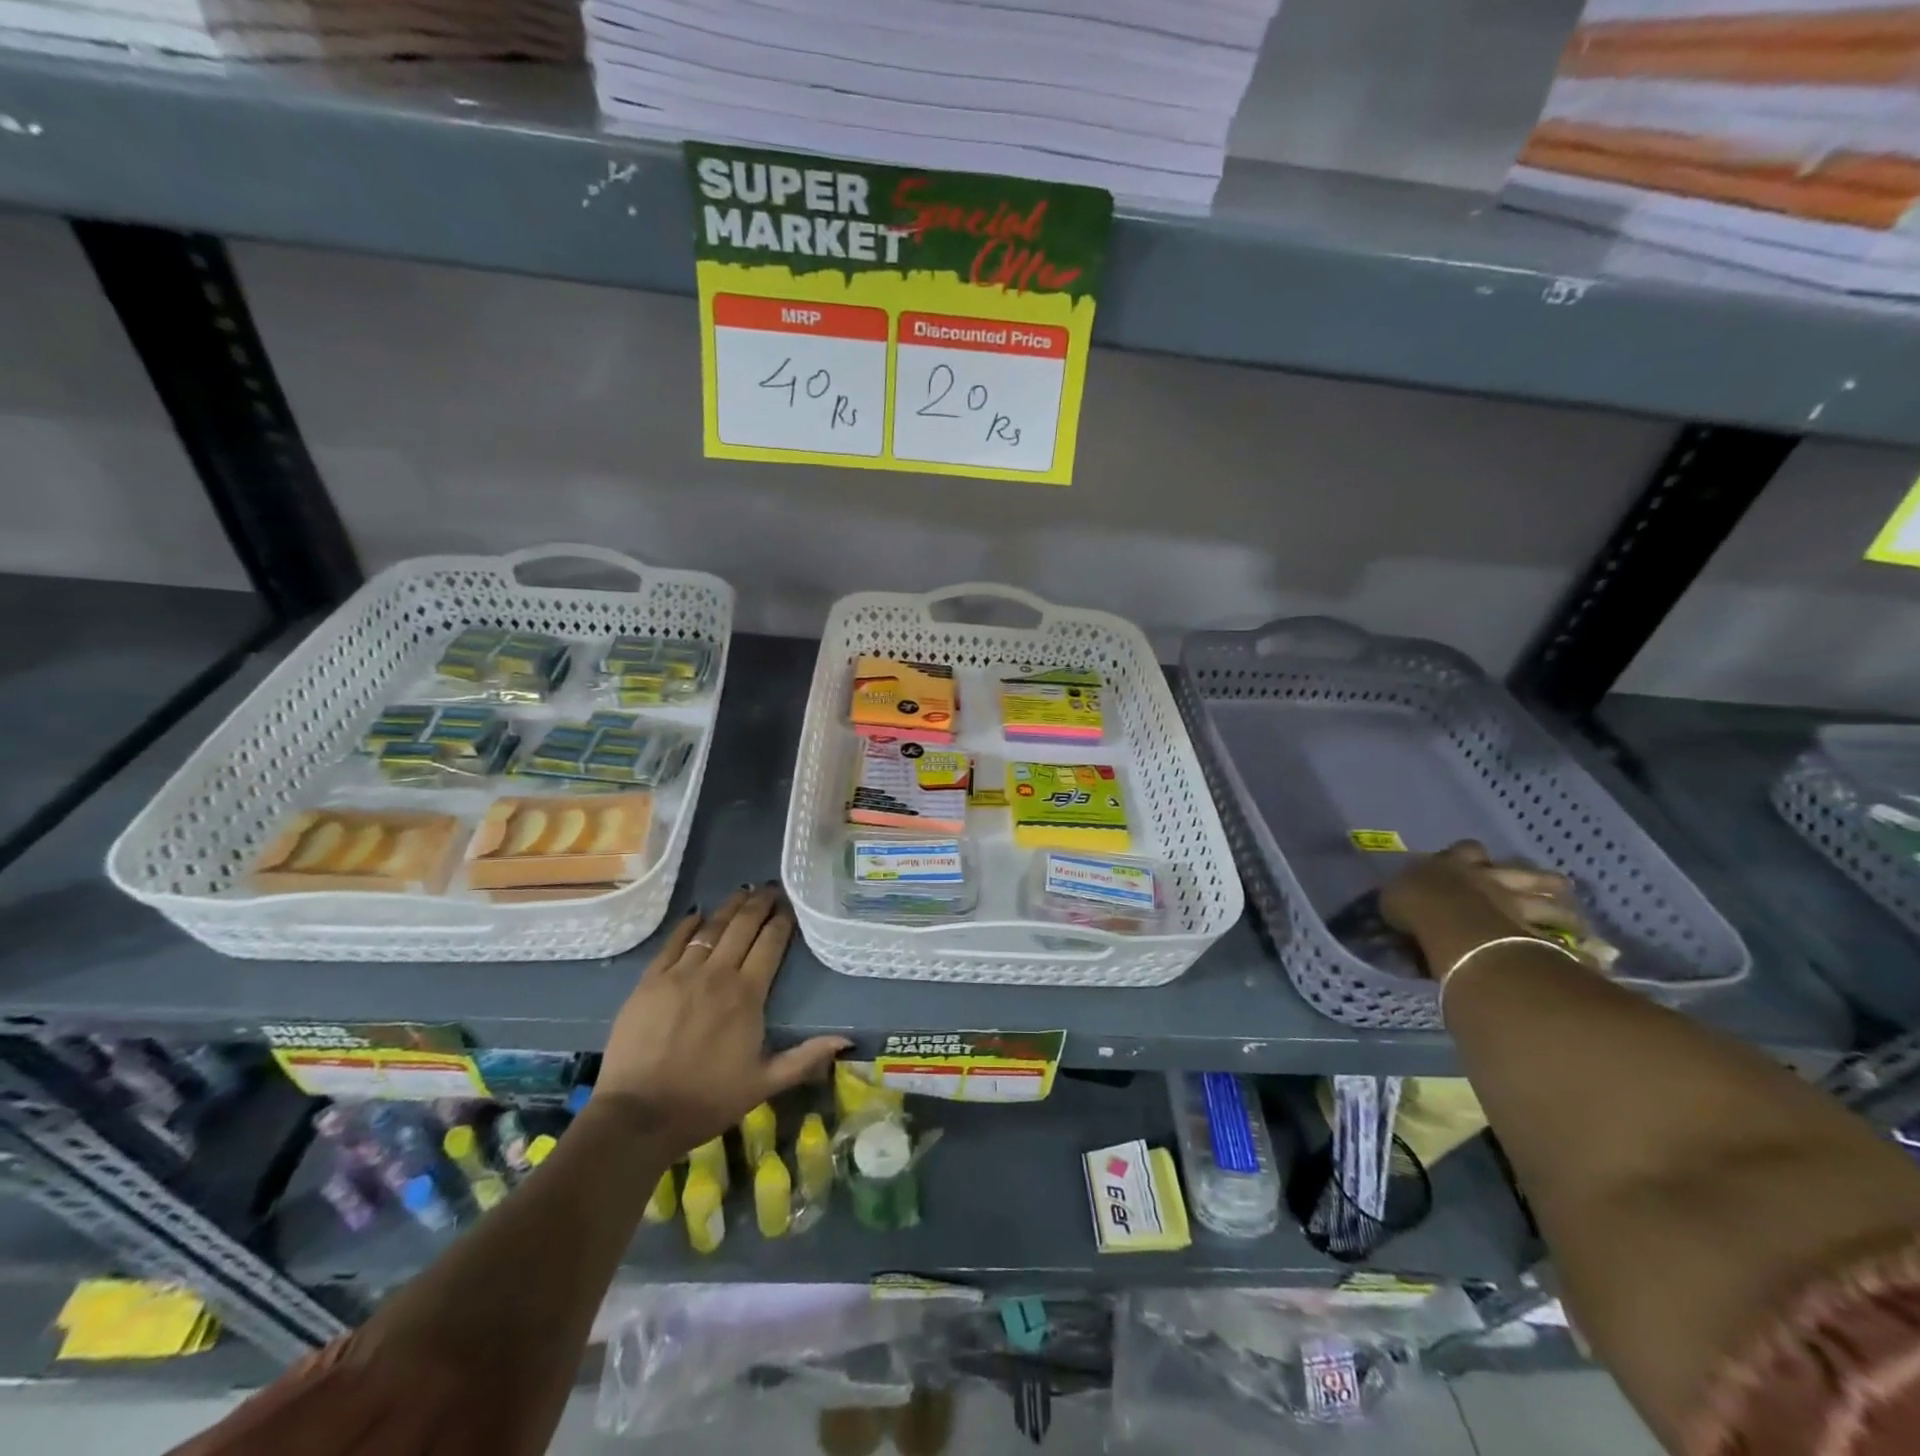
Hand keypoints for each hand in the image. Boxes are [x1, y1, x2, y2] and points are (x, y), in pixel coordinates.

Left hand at [595, 885, 849, 1152]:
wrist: (639, 1115)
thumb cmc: (707, 1101)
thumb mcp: (764, 1084)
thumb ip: (805, 1058)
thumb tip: (846, 1040)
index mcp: (747, 995)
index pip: (770, 944)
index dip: (781, 921)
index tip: (789, 906)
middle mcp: (717, 974)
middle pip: (742, 927)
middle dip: (759, 904)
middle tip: (770, 888)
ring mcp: (680, 974)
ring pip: (710, 928)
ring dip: (729, 907)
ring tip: (742, 892)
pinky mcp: (650, 981)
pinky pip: (673, 942)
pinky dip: (688, 925)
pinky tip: (697, 913)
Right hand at [1380, 840, 1580, 978]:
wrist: (1447, 921)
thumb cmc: (1414, 904)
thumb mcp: (1396, 896)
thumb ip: (1406, 896)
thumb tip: (1403, 902)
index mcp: (1453, 864)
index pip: (1467, 850)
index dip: (1472, 855)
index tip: (1473, 862)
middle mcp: (1491, 878)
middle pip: (1523, 872)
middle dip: (1536, 879)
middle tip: (1549, 888)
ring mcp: (1517, 904)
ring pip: (1549, 902)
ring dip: (1564, 912)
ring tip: (1576, 921)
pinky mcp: (1534, 934)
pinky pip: (1561, 944)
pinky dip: (1576, 952)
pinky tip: (1589, 960)